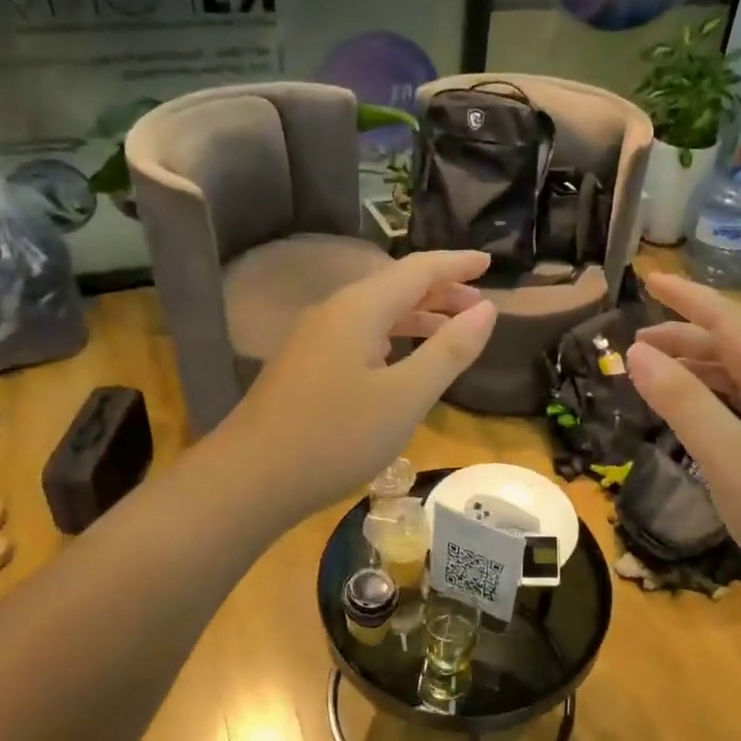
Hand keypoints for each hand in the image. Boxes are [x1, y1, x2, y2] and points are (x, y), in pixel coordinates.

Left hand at [217, 251, 496, 519]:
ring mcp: (315, 339)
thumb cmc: (336, 436)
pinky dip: (394, 337)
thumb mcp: (406, 396)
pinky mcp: (306, 365)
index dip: (457, 263)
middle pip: (396, 286)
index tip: (490, 262)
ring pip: (377, 313)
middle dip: (441, 291)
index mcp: (361, 308)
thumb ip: (449, 350)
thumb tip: (486, 308)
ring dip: (418, 316)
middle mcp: (335, 311)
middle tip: (479, 306)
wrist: (250, 478)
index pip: (419, 269)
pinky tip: (403, 360)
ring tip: (452, 331)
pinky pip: (360, 335)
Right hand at [627, 273, 740, 619]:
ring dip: (696, 370)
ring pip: (740, 377)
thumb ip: (681, 400)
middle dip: (683, 337)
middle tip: (634, 342)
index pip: (728, 318)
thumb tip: (636, 351)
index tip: (647, 278)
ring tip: (653, 376)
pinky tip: (693, 417)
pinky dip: (712, 401)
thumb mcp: (727, 455)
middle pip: (733, 345)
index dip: (685, 297)